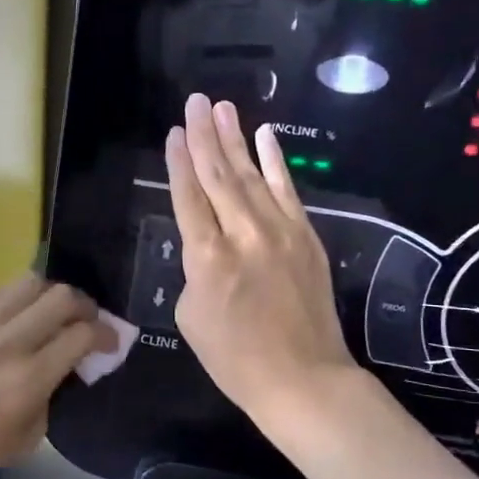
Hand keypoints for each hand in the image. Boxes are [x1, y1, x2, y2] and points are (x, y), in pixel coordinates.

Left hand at [0, 274, 116, 478]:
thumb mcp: (32, 434)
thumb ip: (57, 391)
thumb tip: (73, 362)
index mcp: (29, 379)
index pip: (82, 335)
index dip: (107, 335)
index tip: (112, 343)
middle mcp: (8, 343)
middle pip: (62, 297)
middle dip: (86, 307)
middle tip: (87, 323)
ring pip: (31, 282)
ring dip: (53, 295)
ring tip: (55, 313)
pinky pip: (2, 292)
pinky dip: (21, 299)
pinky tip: (22, 316)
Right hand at [167, 93, 357, 421]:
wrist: (302, 378)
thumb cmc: (235, 358)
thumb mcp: (191, 317)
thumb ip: (194, 271)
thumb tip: (206, 246)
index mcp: (207, 258)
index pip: (188, 197)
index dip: (178, 163)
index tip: (173, 133)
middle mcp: (243, 234)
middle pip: (218, 175)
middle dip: (204, 136)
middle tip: (195, 101)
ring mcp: (280, 232)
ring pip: (252, 175)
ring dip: (235, 139)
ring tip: (222, 108)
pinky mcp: (306, 237)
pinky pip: (287, 190)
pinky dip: (276, 162)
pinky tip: (266, 136)